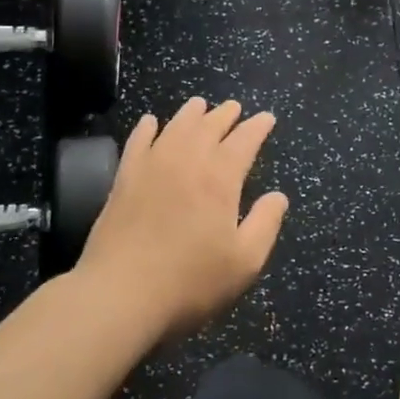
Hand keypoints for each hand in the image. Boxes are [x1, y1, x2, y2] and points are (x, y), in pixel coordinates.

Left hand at [75, 98, 288, 336]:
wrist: (120, 293)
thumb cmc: (190, 281)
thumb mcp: (244, 261)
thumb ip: (265, 224)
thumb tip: (278, 196)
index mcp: (220, 178)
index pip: (244, 140)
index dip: (257, 127)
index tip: (267, 118)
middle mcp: (187, 160)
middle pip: (209, 126)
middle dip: (226, 114)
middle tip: (235, 107)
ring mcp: (152, 166)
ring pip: (175, 126)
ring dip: (191, 113)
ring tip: (200, 105)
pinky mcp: (124, 178)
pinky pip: (138, 141)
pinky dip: (147, 128)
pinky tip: (151, 122)